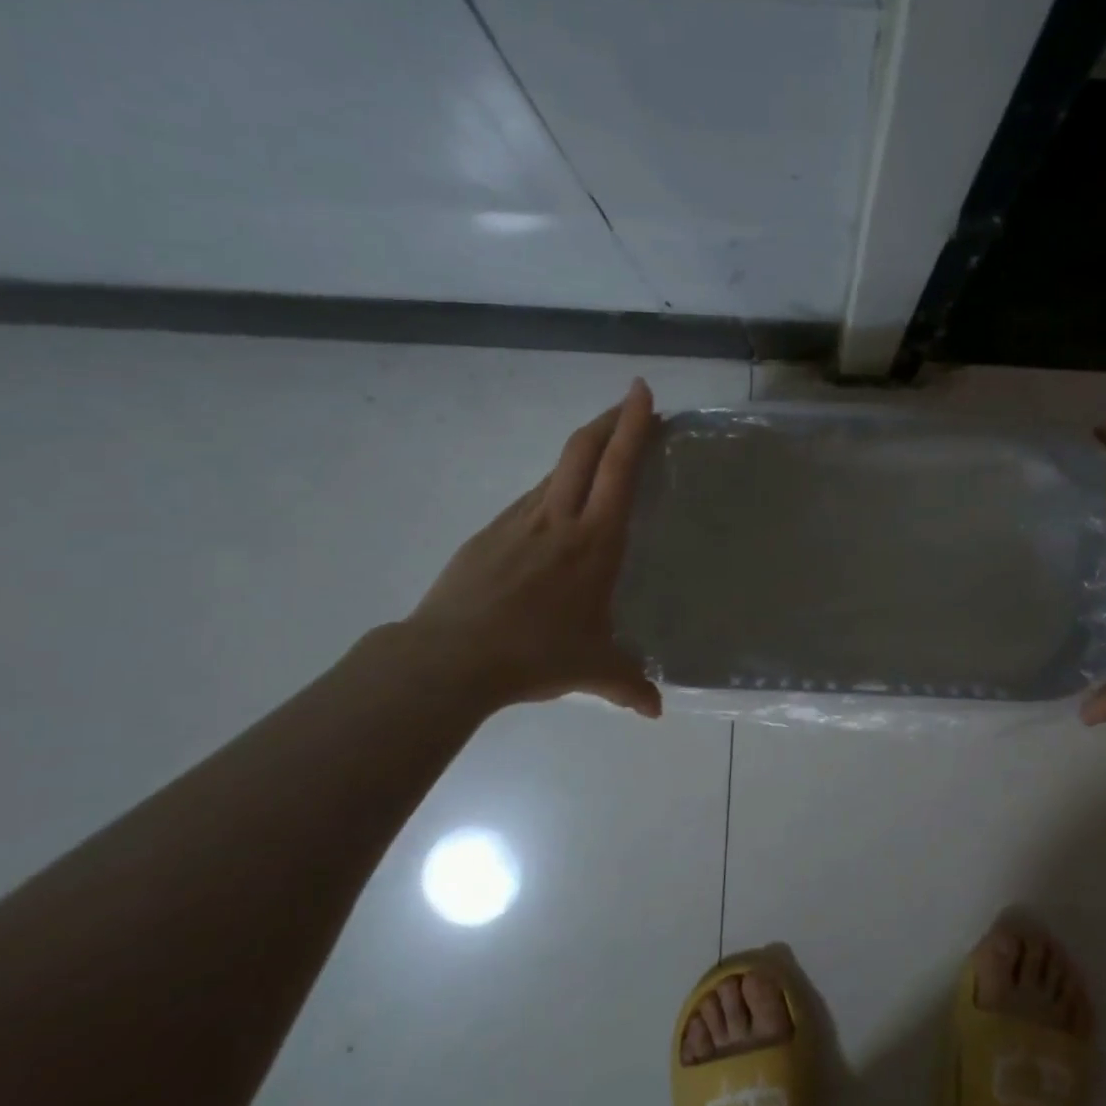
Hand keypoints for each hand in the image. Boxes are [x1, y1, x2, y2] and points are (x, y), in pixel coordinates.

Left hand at [404, 379, 662, 717]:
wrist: (450, 658)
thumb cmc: (535, 654)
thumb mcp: (593, 670)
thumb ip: (629, 685)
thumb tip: (656, 712)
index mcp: (595, 542)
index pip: (618, 469)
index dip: (633, 426)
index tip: (642, 392)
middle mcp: (558, 519)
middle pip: (582, 450)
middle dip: (609, 419)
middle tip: (630, 404)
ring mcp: (518, 522)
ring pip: (554, 472)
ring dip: (581, 453)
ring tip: (599, 459)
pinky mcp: (488, 535)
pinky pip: (529, 501)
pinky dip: (551, 490)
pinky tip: (552, 514)